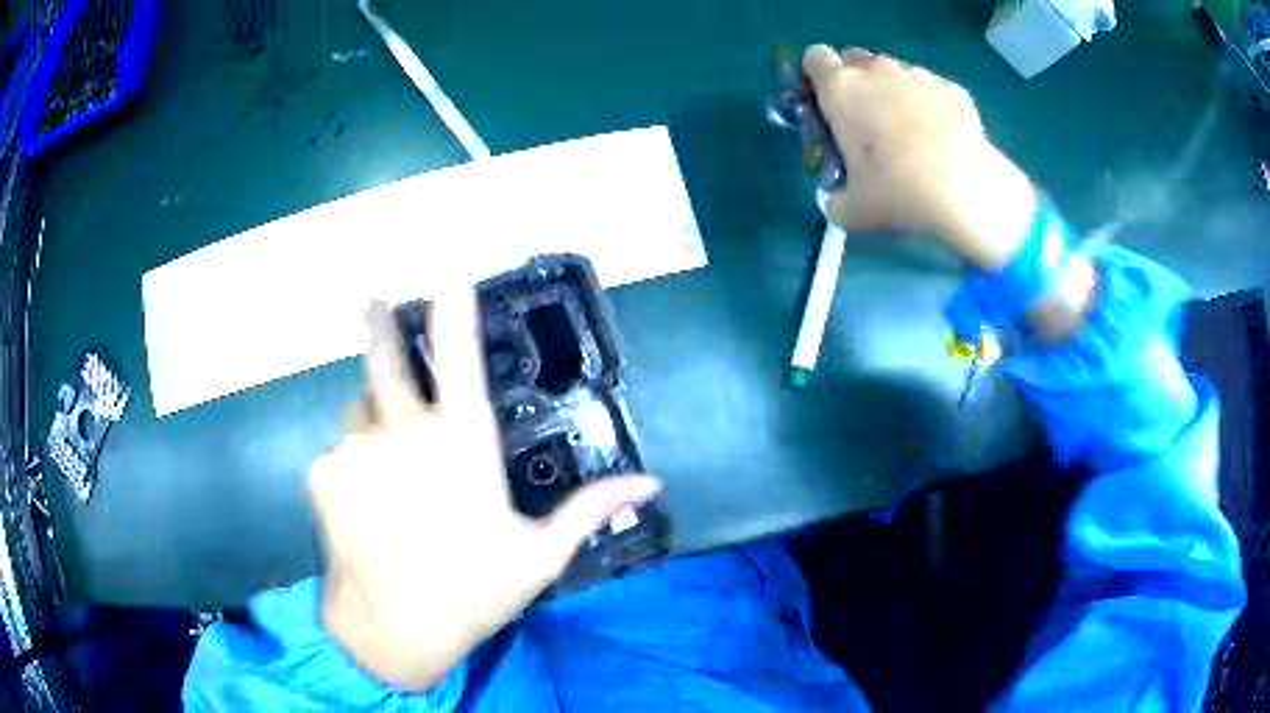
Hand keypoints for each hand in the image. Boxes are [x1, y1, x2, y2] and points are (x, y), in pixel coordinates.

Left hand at [309, 293, 660, 689]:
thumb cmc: (472, 591)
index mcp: (463, 445)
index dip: (454, 307)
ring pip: (361, 417)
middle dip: (378, 322)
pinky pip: (339, 454)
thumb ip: (591, 509)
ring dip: (372, 430)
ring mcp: (357, 447)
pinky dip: (351, 468)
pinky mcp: (323, 471)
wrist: (393, 631)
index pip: (461, 356)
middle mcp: (406, 432)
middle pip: (388, 359)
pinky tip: (363, 508)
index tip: (448, 268)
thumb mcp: (539, 555)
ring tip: (385, 479)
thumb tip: (651, 483)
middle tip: (368, 298)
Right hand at [803, 45, 1036, 270]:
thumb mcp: (851, 208)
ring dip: (894, 93)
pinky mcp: (952, 88)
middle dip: (856, 82)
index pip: (815, 57)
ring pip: (896, 73)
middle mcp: (877, 70)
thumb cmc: (897, 191)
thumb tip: (835, 200)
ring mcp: (918, 75)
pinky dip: (932, 106)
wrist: (965, 190)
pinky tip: (943, 138)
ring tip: (911, 134)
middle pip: (855, 59)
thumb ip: (834, 198)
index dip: (817, 77)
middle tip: (866, 121)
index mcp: (841, 88)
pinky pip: (932, 89)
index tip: (825, 103)